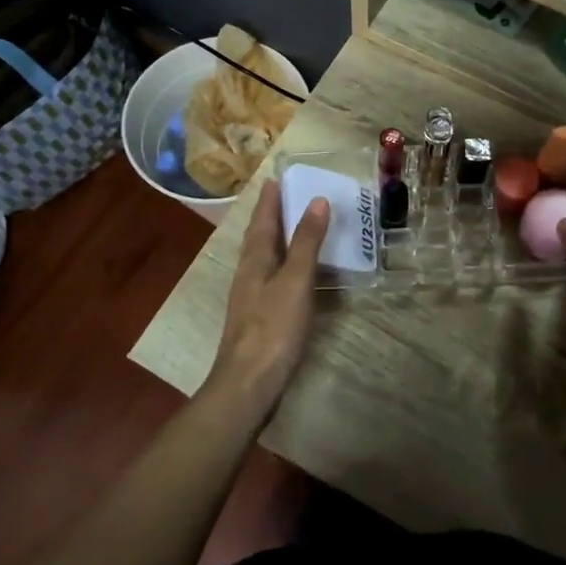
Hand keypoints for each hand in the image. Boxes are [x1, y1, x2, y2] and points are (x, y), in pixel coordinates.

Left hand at [206, 181, 329, 410]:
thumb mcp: (295, 281)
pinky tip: (293, 276)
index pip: (262, 221)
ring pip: (262, 259)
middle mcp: (248, 275)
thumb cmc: (272, 328)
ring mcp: (251, 299)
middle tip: (285, 197)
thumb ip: (307, 242)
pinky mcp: (259, 320)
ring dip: (276, 241)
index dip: (269, 201)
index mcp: (254, 261)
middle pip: (258, 238)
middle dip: (270, 217)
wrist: (248, 385)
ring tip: (293, 229)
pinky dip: (282, 266)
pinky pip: (271, 280)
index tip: (275, 179)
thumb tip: (317, 200)